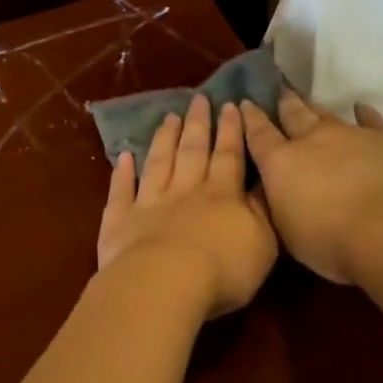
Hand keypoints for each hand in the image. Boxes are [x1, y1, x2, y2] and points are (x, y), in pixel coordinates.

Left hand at [97, 95, 277, 318]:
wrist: (165, 283)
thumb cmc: (222, 269)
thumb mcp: (262, 244)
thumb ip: (262, 213)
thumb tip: (262, 187)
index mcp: (222, 194)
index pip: (229, 155)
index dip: (231, 130)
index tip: (231, 105)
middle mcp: (185, 190)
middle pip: (192, 151)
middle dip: (198, 124)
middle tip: (198, 99)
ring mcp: (149, 203)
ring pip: (158, 163)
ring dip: (164, 139)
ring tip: (168, 117)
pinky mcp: (121, 221)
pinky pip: (122, 191)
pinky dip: (121, 173)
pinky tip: (123, 157)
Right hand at [240, 90, 382, 284]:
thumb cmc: (329, 240)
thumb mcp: (286, 231)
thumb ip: (278, 205)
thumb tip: (275, 191)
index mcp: (281, 164)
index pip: (259, 135)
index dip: (251, 118)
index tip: (244, 103)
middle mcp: (313, 140)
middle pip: (294, 115)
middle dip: (284, 104)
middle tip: (279, 92)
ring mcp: (351, 135)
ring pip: (328, 114)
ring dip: (316, 107)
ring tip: (308, 100)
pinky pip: (372, 120)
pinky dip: (364, 113)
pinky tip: (361, 108)